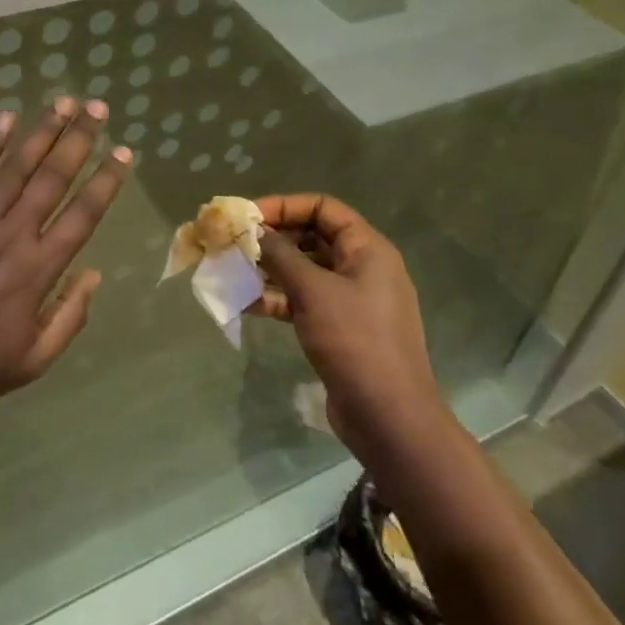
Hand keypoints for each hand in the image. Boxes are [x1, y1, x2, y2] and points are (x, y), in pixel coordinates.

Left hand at [0, 99, 129, 427]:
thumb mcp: (32, 362)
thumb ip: (69, 318)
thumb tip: (93, 274)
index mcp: (37, 271)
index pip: (82, 216)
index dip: (105, 182)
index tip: (123, 152)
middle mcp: (11, 236)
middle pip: (52, 179)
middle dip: (79, 140)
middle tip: (98, 108)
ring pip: (15, 168)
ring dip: (42, 132)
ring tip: (63, 102)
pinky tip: (5, 119)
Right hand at [250, 194, 443, 458]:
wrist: (389, 419)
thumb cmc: (355, 342)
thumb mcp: (313, 291)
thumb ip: (281, 255)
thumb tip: (256, 231)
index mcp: (367, 249)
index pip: (323, 208)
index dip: (285, 206)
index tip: (248, 216)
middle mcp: (362, 267)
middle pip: (313, 237)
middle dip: (273, 238)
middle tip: (236, 243)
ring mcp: (352, 300)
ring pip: (305, 270)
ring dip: (271, 269)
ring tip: (234, 270)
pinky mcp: (340, 329)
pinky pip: (304, 301)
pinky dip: (278, 299)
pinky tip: (246, 303)